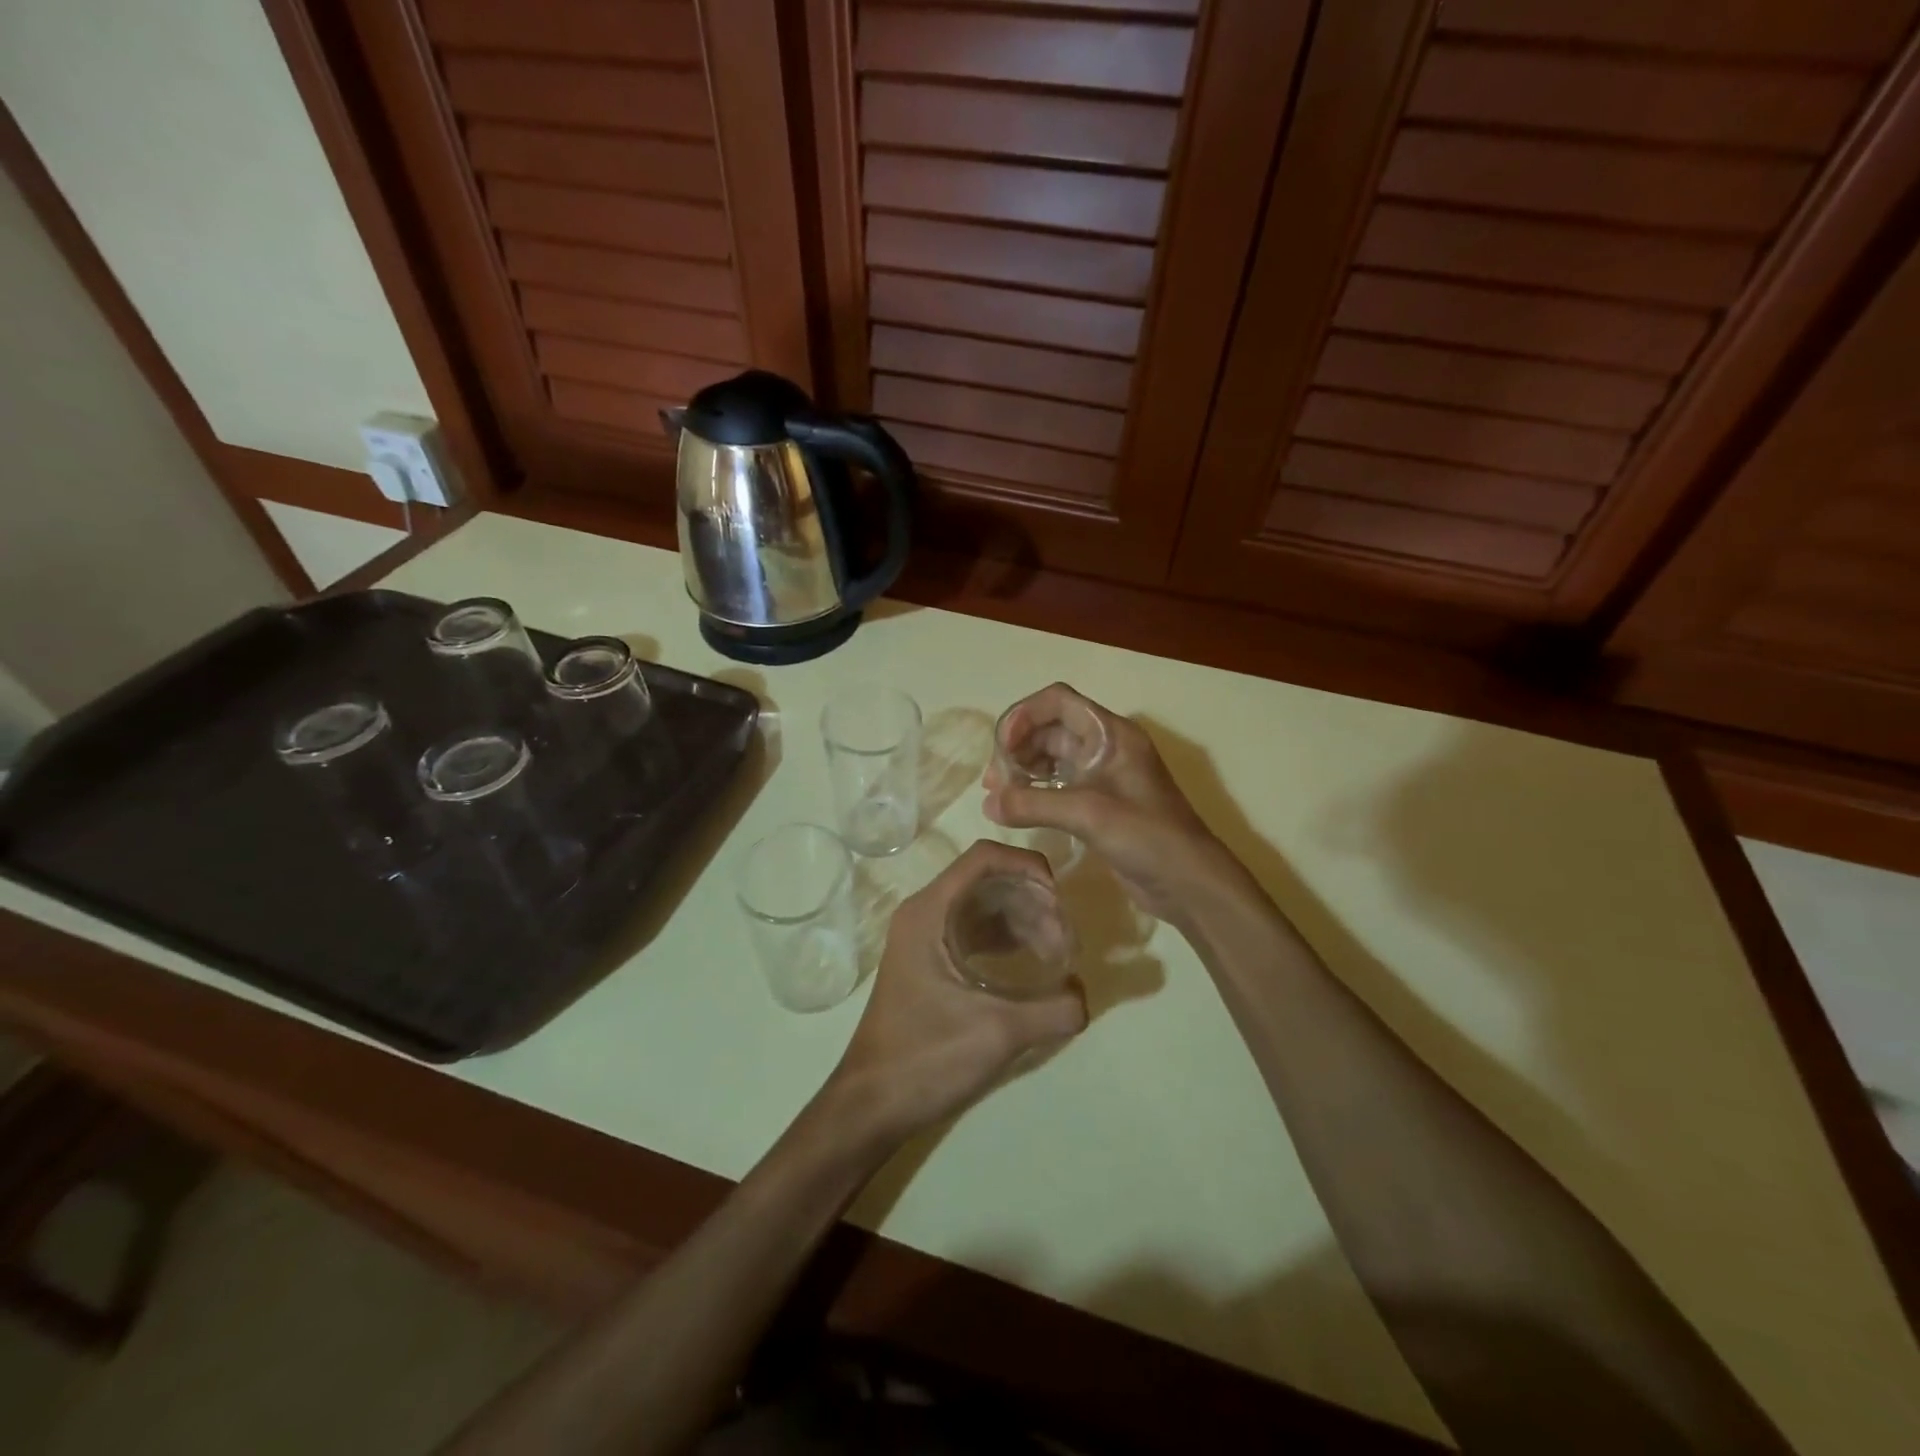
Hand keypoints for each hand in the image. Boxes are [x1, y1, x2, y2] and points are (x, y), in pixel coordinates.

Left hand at [829, 841, 1087, 1141]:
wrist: (872, 1104)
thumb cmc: (927, 1057)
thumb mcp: (999, 1033)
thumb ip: (1054, 1009)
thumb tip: (1085, 994)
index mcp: (930, 911)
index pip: (985, 857)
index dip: (1028, 866)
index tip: (1060, 900)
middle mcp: (924, 912)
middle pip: (987, 880)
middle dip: (1031, 900)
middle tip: (1064, 938)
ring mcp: (924, 937)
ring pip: (982, 906)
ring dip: (1021, 920)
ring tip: (1055, 953)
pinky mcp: (928, 961)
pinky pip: (973, 931)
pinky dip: (1004, 939)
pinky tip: (1029, 964)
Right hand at [983, 683, 1236, 922]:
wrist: (1189, 882)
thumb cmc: (1147, 836)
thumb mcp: (1088, 813)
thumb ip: (1034, 804)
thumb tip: (988, 804)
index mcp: (1111, 733)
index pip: (1058, 701)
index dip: (1024, 715)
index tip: (1002, 747)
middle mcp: (1106, 747)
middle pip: (1051, 728)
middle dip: (1018, 747)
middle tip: (994, 781)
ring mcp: (1103, 776)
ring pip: (1053, 757)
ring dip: (1024, 769)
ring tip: (999, 796)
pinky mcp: (1100, 804)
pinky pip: (1059, 785)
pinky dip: (1036, 791)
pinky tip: (1018, 809)